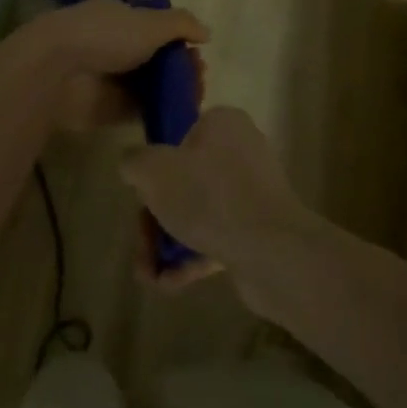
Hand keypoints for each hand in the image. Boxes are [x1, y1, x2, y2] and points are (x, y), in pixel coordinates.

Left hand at [0, 0, 208, 140]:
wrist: (58, 70)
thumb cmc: (106, 35)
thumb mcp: (150, 22)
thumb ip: (181, 24)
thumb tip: (206, 33)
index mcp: (120, 17)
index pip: (154, 26)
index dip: (179, 39)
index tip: (198, 53)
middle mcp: (114, 45)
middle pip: (154, 58)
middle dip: (180, 67)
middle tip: (199, 79)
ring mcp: (109, 78)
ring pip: (149, 85)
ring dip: (172, 91)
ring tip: (194, 99)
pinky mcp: (105, 109)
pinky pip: (138, 110)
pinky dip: (158, 113)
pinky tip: (179, 117)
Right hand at [120, 105, 318, 297]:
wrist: (273, 252)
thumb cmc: (209, 196)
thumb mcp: (153, 170)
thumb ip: (133, 161)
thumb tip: (133, 165)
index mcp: (223, 124)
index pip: (179, 136)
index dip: (154, 167)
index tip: (142, 195)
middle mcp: (241, 151)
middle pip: (183, 180)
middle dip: (155, 218)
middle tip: (142, 246)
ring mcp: (253, 192)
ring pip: (197, 213)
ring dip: (168, 243)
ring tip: (148, 275)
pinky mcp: (259, 230)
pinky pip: (217, 237)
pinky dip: (191, 258)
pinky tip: (169, 283)